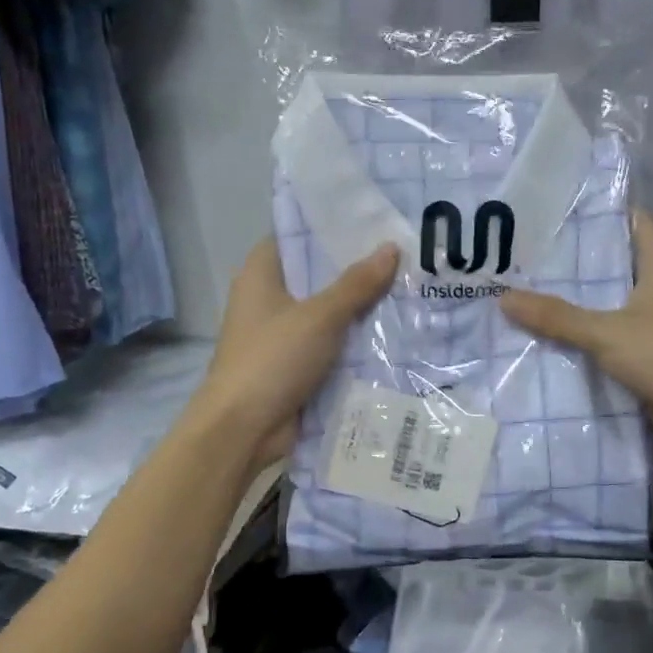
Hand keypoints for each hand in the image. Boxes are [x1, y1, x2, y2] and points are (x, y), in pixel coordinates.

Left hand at [194, 239, 399, 469]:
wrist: (243, 429)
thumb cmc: (273, 359)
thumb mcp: (320, 316)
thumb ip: (356, 284)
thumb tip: (391, 248)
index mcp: (261, 275)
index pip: (297, 236)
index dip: (332, 227)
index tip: (374, 222)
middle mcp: (269, 299)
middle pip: (317, 275)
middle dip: (357, 270)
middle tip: (405, 255)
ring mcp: (282, 334)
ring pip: (328, 311)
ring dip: (360, 307)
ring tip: (409, 287)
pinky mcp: (295, 364)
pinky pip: (330, 343)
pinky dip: (354, 339)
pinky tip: (394, 330)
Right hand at [501, 214, 652, 460]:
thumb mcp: (606, 332)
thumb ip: (556, 316)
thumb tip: (504, 298)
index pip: (631, 220)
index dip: (596, 212)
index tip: (554, 212)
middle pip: (616, 261)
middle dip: (575, 260)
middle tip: (528, 254)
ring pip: (611, 300)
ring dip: (578, 300)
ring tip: (530, 289)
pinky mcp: (652, 351)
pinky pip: (612, 332)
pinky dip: (587, 333)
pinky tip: (551, 333)